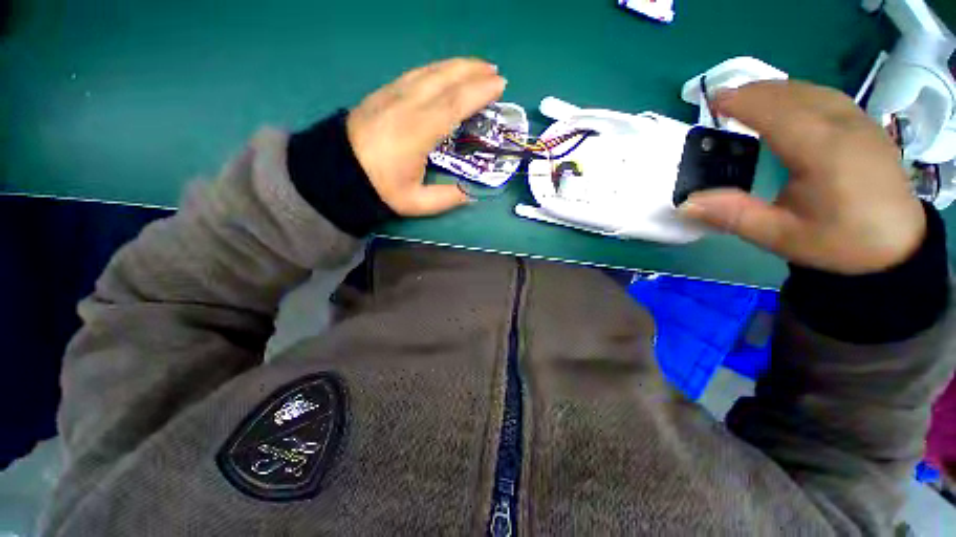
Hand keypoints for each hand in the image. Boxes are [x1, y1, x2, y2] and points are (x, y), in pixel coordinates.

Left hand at [346, 58, 506, 215]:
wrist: (337, 169)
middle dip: (473, 72)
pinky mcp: (384, 92)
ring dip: (457, 66)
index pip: (454, 103)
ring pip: (431, 71)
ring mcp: (394, 94)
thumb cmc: (378, 187)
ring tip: (477, 66)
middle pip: (445, 79)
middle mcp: (408, 105)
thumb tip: (469, 193)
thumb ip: (446, 199)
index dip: (479, 91)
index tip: (499, 84)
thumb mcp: (415, 202)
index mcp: (418, 131)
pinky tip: (445, 72)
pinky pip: (416, 73)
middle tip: (494, 72)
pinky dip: (437, 69)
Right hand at [680, 81, 925, 274]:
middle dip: (755, 92)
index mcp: (824, 152)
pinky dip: (798, 94)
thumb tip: (686, 204)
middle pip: (794, 94)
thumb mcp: (779, 236)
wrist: (895, 247)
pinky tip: (786, 105)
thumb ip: (732, 215)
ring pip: (811, 90)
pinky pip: (826, 96)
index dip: (743, 102)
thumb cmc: (837, 243)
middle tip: (723, 101)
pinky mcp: (867, 126)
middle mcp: (845, 127)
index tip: (712, 101)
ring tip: (748, 99)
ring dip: (775, 90)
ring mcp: (861, 122)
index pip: (778, 112)